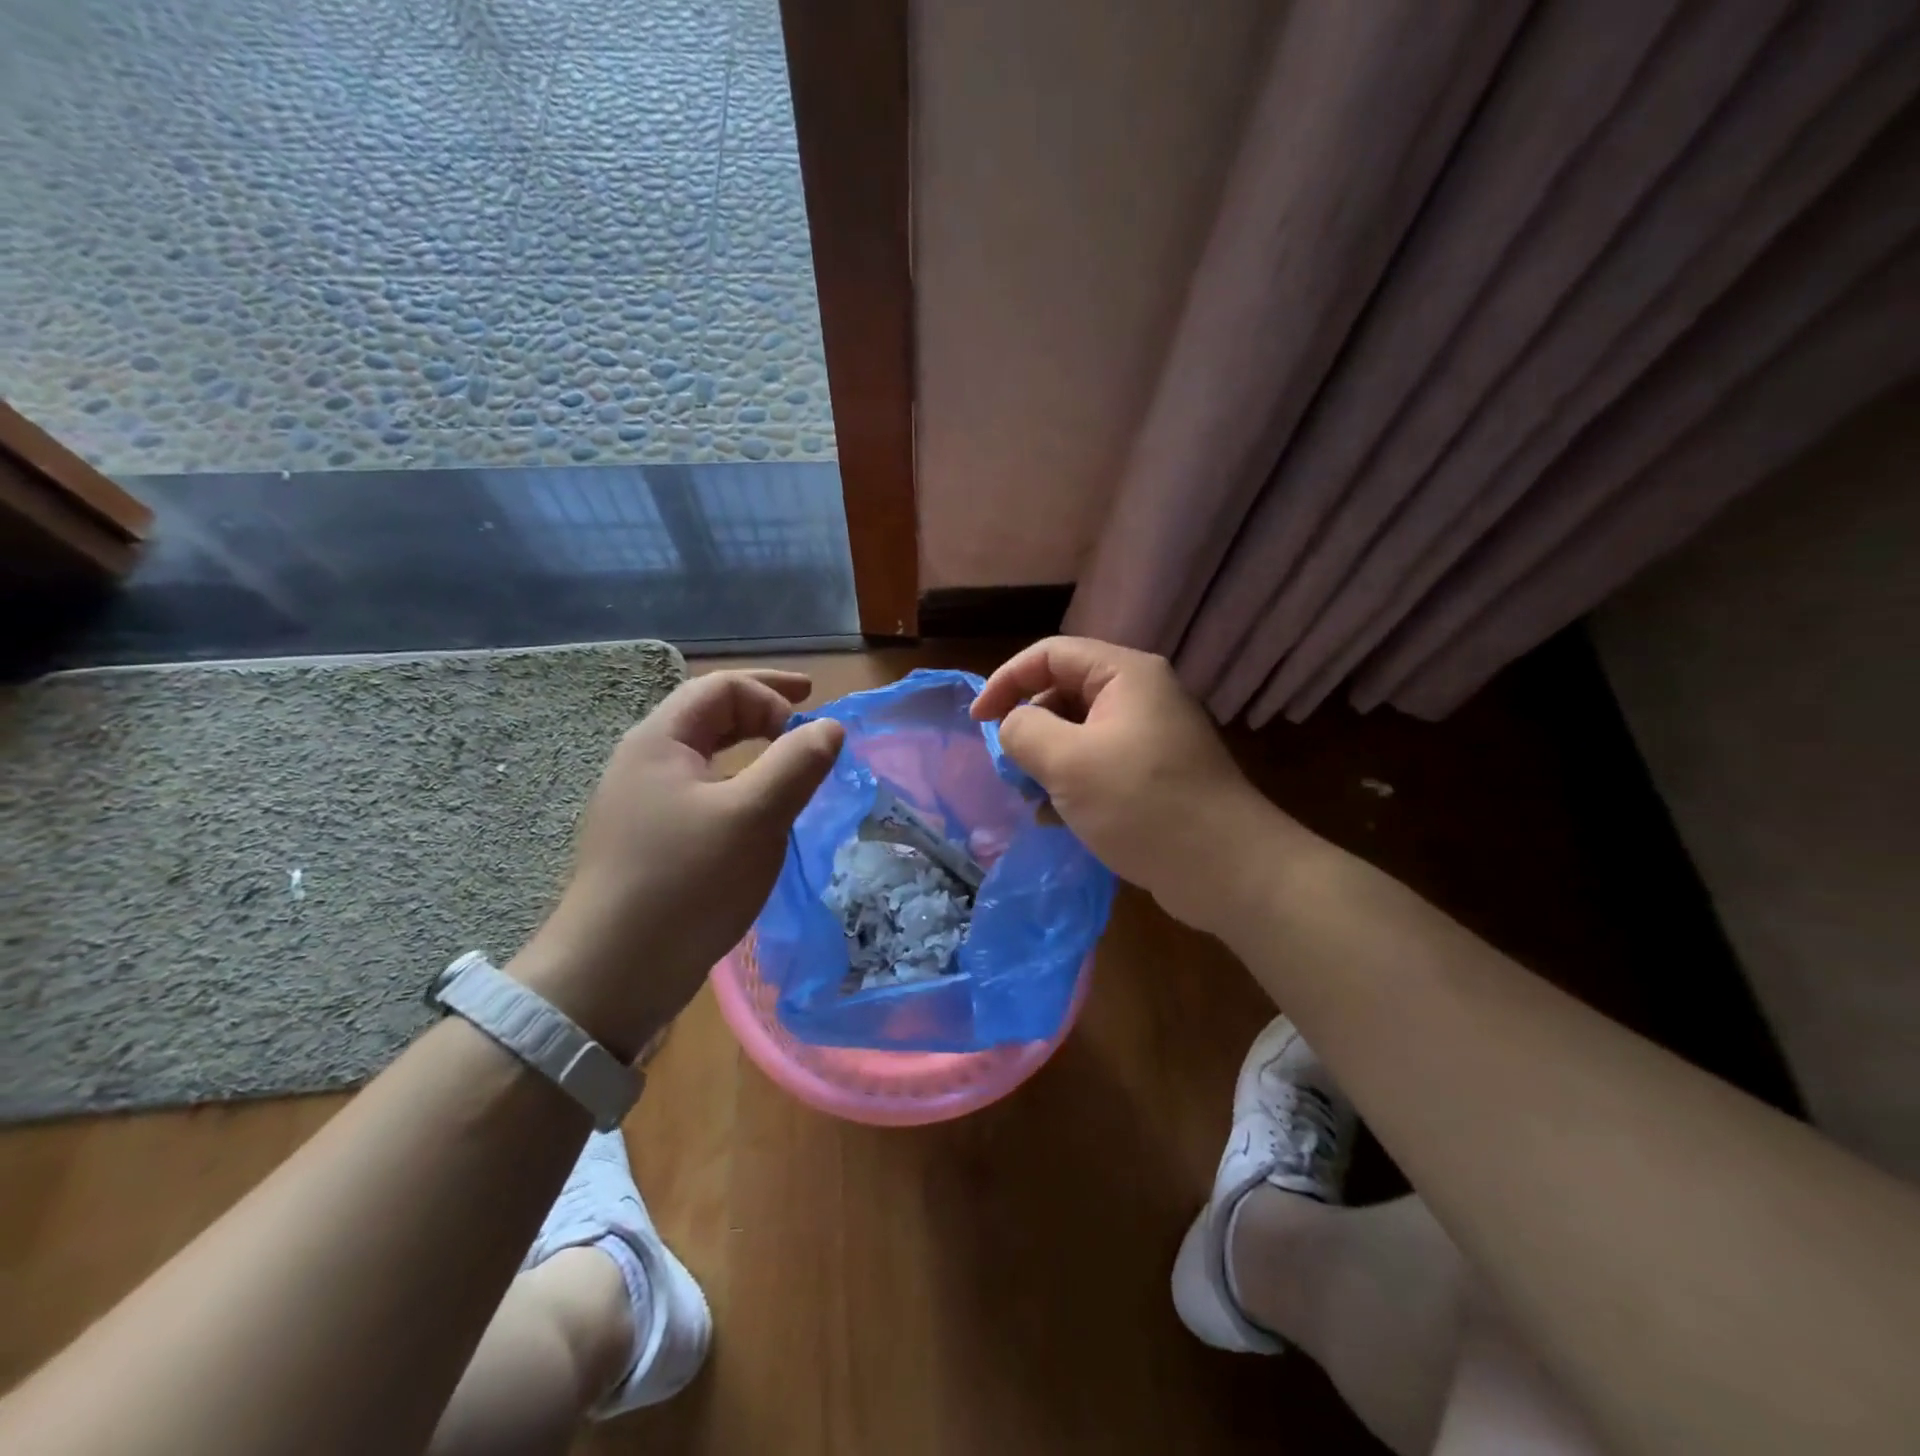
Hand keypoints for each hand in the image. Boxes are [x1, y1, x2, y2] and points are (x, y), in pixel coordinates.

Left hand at [511, 670, 843, 1056]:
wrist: (612, 975)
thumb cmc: (686, 883)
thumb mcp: (754, 817)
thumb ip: (797, 764)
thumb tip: (830, 728)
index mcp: (660, 741)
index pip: (722, 688)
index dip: (773, 694)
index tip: (814, 724)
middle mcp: (644, 763)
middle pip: (709, 715)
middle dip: (763, 710)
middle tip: (807, 715)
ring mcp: (642, 806)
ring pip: (706, 758)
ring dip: (752, 750)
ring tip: (790, 764)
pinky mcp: (649, 843)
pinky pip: (702, 794)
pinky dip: (739, 787)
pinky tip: (758, 817)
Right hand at [972, 637, 1304, 930]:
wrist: (1227, 869)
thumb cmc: (1142, 805)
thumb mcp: (1068, 763)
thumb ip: (1024, 731)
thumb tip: (1013, 725)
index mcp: (1126, 675)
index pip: (1050, 654)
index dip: (1007, 681)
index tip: (978, 721)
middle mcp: (1141, 695)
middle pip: (1065, 691)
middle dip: (1030, 725)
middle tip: (1009, 766)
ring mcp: (1151, 736)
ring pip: (1080, 732)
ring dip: (1048, 759)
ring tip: (1032, 796)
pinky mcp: (1155, 774)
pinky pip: (1100, 763)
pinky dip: (1073, 782)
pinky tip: (1057, 818)